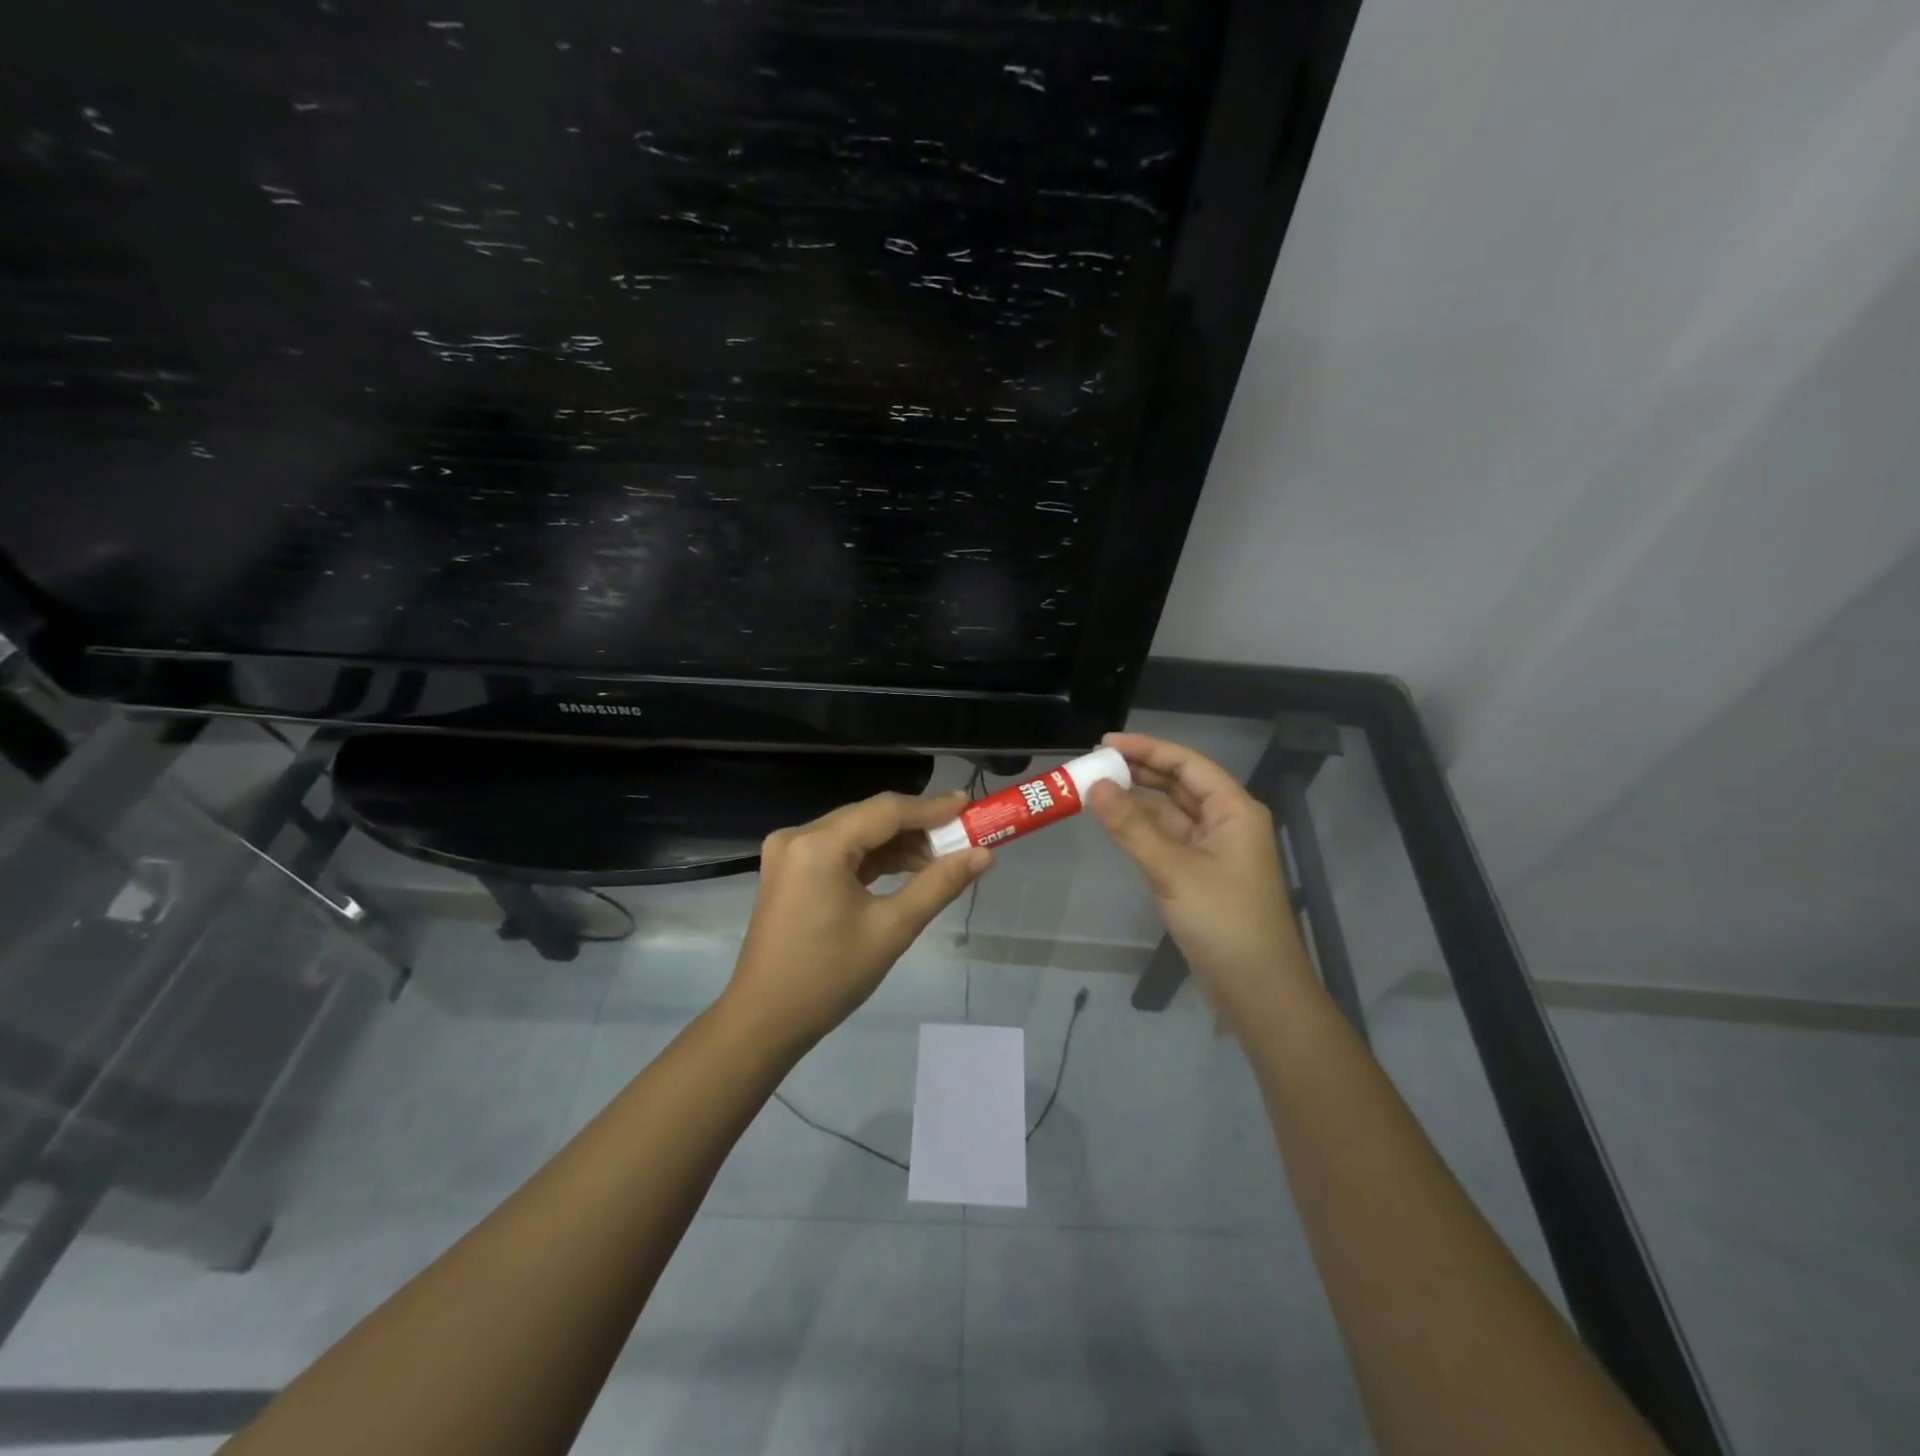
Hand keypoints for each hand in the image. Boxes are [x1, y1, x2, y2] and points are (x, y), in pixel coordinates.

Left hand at [724, 790, 991, 1045]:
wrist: (764, 1020)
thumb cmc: (829, 977)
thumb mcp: (892, 929)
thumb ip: (939, 884)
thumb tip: (984, 855)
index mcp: (819, 845)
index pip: (886, 811)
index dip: (932, 808)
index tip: (971, 807)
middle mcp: (799, 835)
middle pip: (870, 817)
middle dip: (918, 827)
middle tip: (962, 837)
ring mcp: (789, 851)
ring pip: (856, 832)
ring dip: (897, 843)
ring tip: (941, 859)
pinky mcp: (789, 869)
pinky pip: (840, 850)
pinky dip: (873, 858)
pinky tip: (907, 869)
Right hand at [1087, 732, 1311, 1013]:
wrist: (1256, 988)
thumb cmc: (1223, 920)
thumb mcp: (1173, 869)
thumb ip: (1131, 827)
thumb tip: (1094, 786)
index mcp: (1233, 810)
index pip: (1186, 763)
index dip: (1147, 748)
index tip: (1105, 743)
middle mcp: (1226, 822)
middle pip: (1179, 784)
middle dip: (1139, 771)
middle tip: (1094, 763)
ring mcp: (1214, 850)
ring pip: (1171, 813)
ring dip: (1137, 801)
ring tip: (1095, 789)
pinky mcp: (1200, 875)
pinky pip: (1167, 839)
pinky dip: (1141, 829)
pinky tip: (1115, 825)